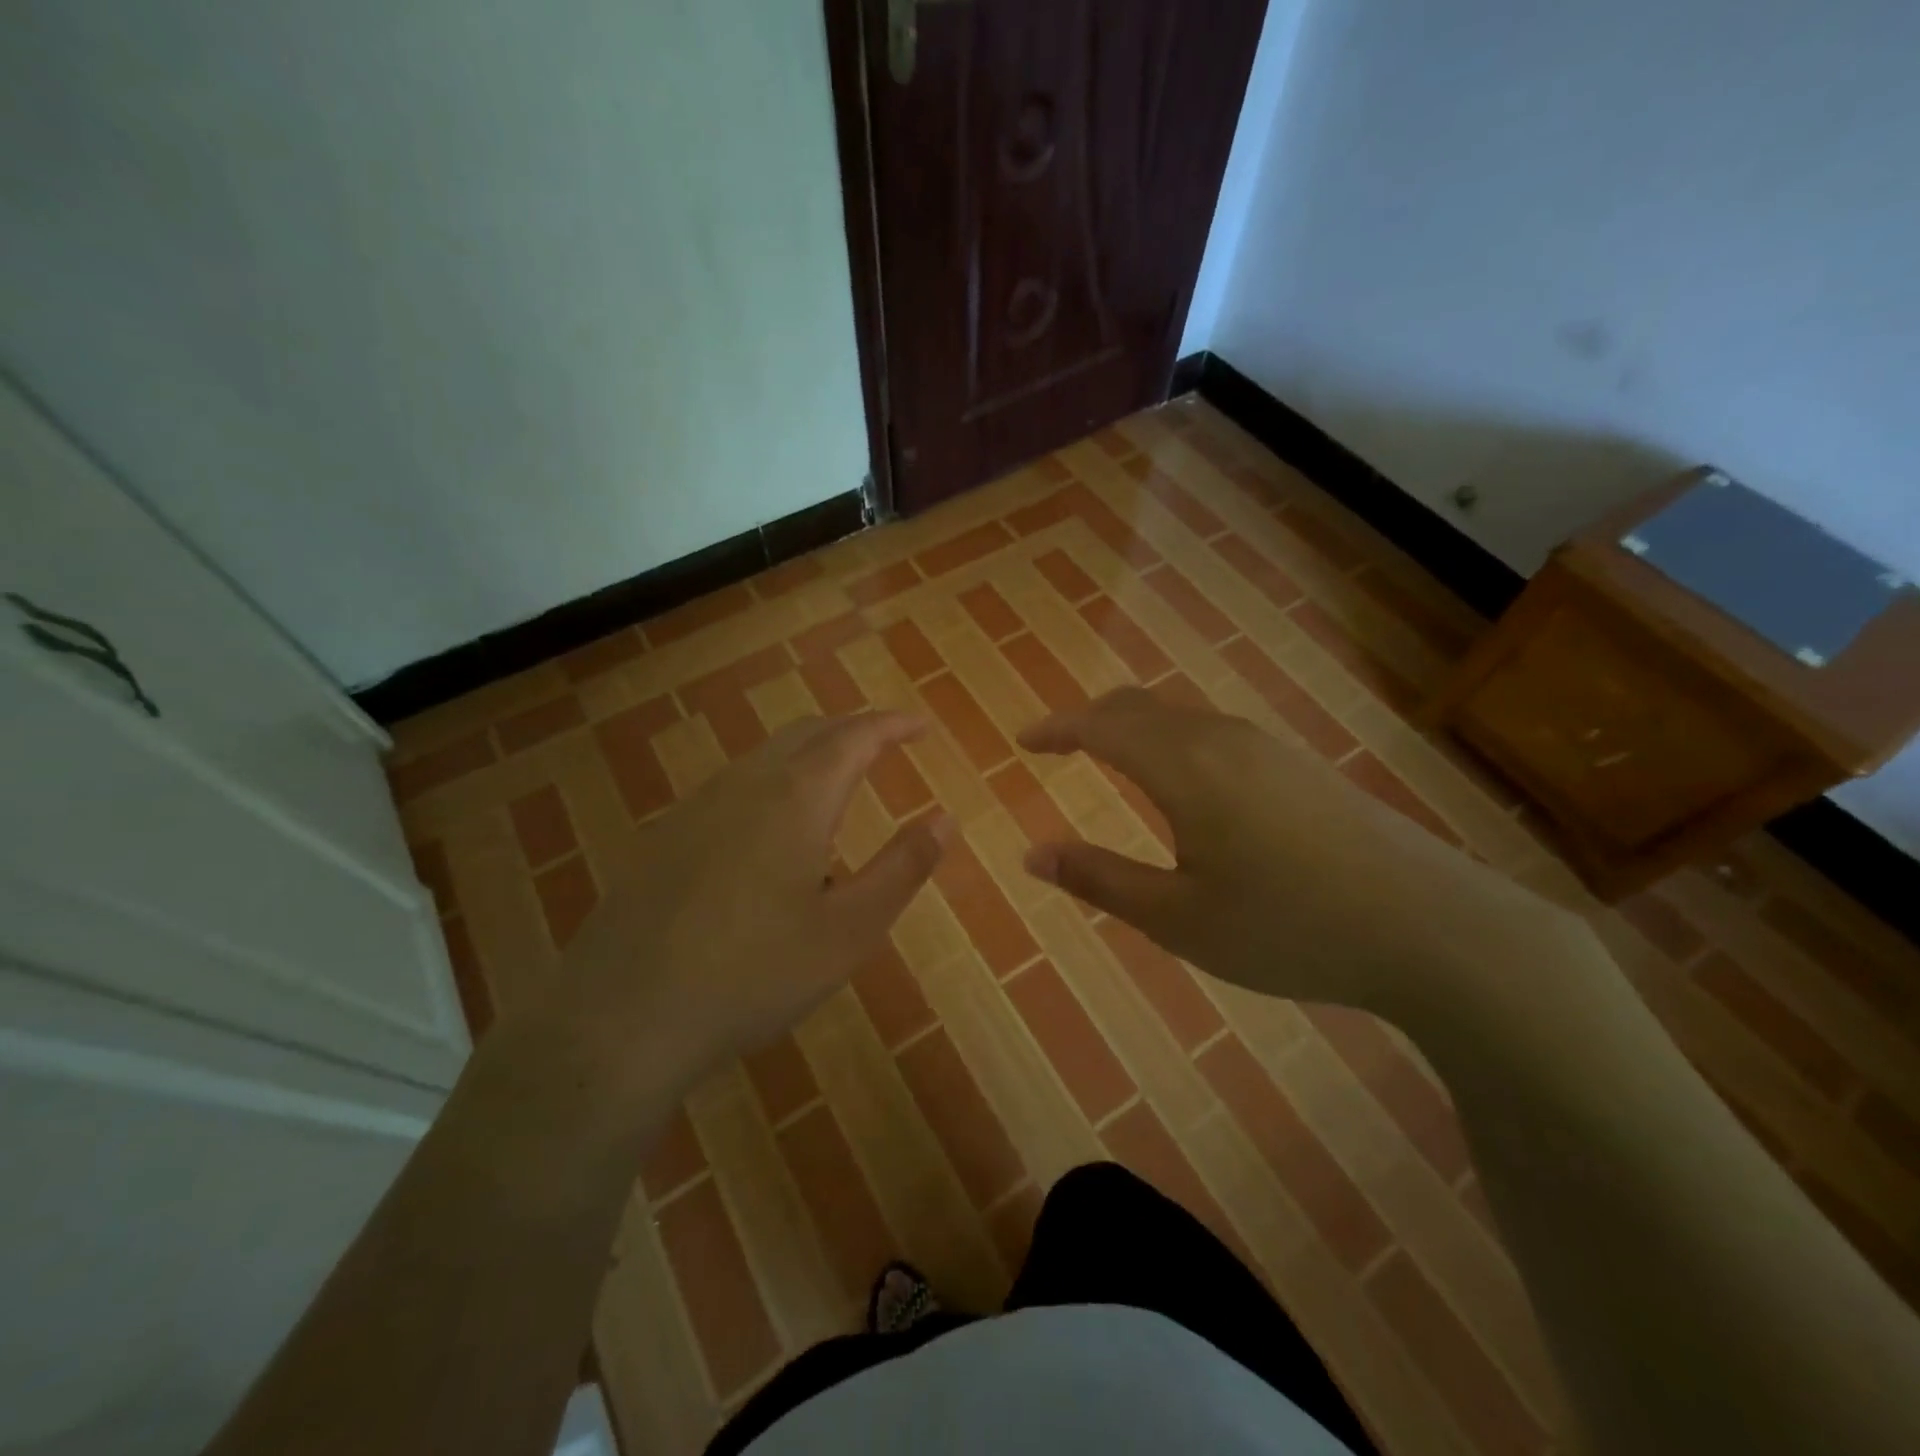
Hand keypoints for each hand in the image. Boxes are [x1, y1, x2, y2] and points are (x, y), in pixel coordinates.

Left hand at [538, 712, 952, 1106]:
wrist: (620, 1017)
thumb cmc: (753, 974)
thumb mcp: (849, 931)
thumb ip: (902, 868)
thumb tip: (945, 818)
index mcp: (797, 798)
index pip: (855, 737)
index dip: (892, 725)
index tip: (920, 726)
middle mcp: (745, 785)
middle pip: (807, 734)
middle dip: (852, 730)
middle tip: (885, 743)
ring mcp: (696, 807)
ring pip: (764, 757)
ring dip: (808, 754)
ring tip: (836, 782)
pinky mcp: (664, 837)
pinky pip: (732, 787)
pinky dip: (771, 782)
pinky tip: (770, 831)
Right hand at [1018, 688, 1578, 1022]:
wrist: (1433, 927)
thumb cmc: (1288, 926)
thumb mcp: (1178, 917)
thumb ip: (1101, 879)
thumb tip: (1032, 853)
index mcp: (1184, 766)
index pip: (1101, 727)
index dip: (1057, 729)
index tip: (1024, 740)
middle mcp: (1222, 739)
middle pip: (1140, 707)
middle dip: (1092, 720)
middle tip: (1061, 745)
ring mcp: (1268, 748)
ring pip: (1181, 716)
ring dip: (1135, 726)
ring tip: (1112, 756)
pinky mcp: (1300, 767)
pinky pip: (1215, 732)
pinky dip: (1174, 739)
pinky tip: (1186, 781)